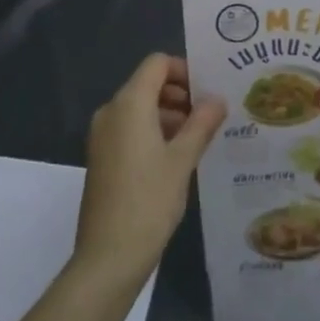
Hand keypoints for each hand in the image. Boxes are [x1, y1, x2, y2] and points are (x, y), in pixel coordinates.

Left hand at [75, 54, 223, 285]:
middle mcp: (111, 112)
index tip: (209, 92)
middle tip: (211, 116)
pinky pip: (131, 129)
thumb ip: (202, 123)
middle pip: (148, 84)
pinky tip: (178, 157)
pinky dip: (154, 132)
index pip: (157, 64)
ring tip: (200, 138)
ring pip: (140, 108)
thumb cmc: (149, 200)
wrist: (108, 256)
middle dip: (180, 94)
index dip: (185, 70)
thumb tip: (217, 99)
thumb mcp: (183, 160)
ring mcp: (102, 136)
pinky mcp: (102, 157)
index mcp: (129, 104)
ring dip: (170, 115)